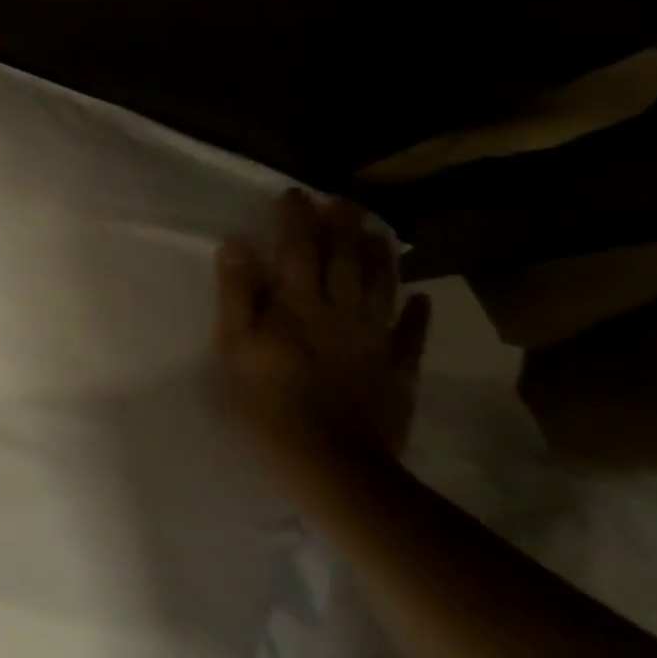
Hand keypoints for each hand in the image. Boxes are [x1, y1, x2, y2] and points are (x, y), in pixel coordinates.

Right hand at [215, 189, 431, 485]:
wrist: (331, 464)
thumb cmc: (265, 403)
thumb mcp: (233, 347)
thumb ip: (236, 294)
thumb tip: (237, 244)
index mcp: (297, 306)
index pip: (297, 250)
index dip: (296, 219)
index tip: (295, 193)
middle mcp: (340, 314)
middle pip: (344, 261)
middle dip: (342, 227)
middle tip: (343, 199)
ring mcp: (374, 342)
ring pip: (381, 289)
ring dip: (381, 257)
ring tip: (379, 230)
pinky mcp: (397, 373)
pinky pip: (411, 336)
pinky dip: (417, 315)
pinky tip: (423, 298)